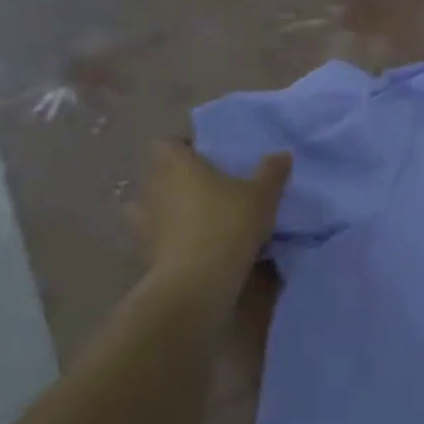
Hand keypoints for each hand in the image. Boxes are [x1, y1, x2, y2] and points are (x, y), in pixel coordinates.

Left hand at [129, 141, 290, 290]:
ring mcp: (141, 218)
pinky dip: (162, 236)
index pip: (168, 143)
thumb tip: (283, 154)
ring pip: (148, 203)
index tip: (207, 159)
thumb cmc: (230, 225)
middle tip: (208, 188)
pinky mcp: (140, 247)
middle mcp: (152, 185)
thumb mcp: (263, 196)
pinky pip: (150, 233)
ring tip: (191, 218)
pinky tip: (183, 244)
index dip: (184, 148)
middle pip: (158, 172)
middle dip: (177, 177)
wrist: (197, 280)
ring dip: (164, 207)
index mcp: (177, 163)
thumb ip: (272, 172)